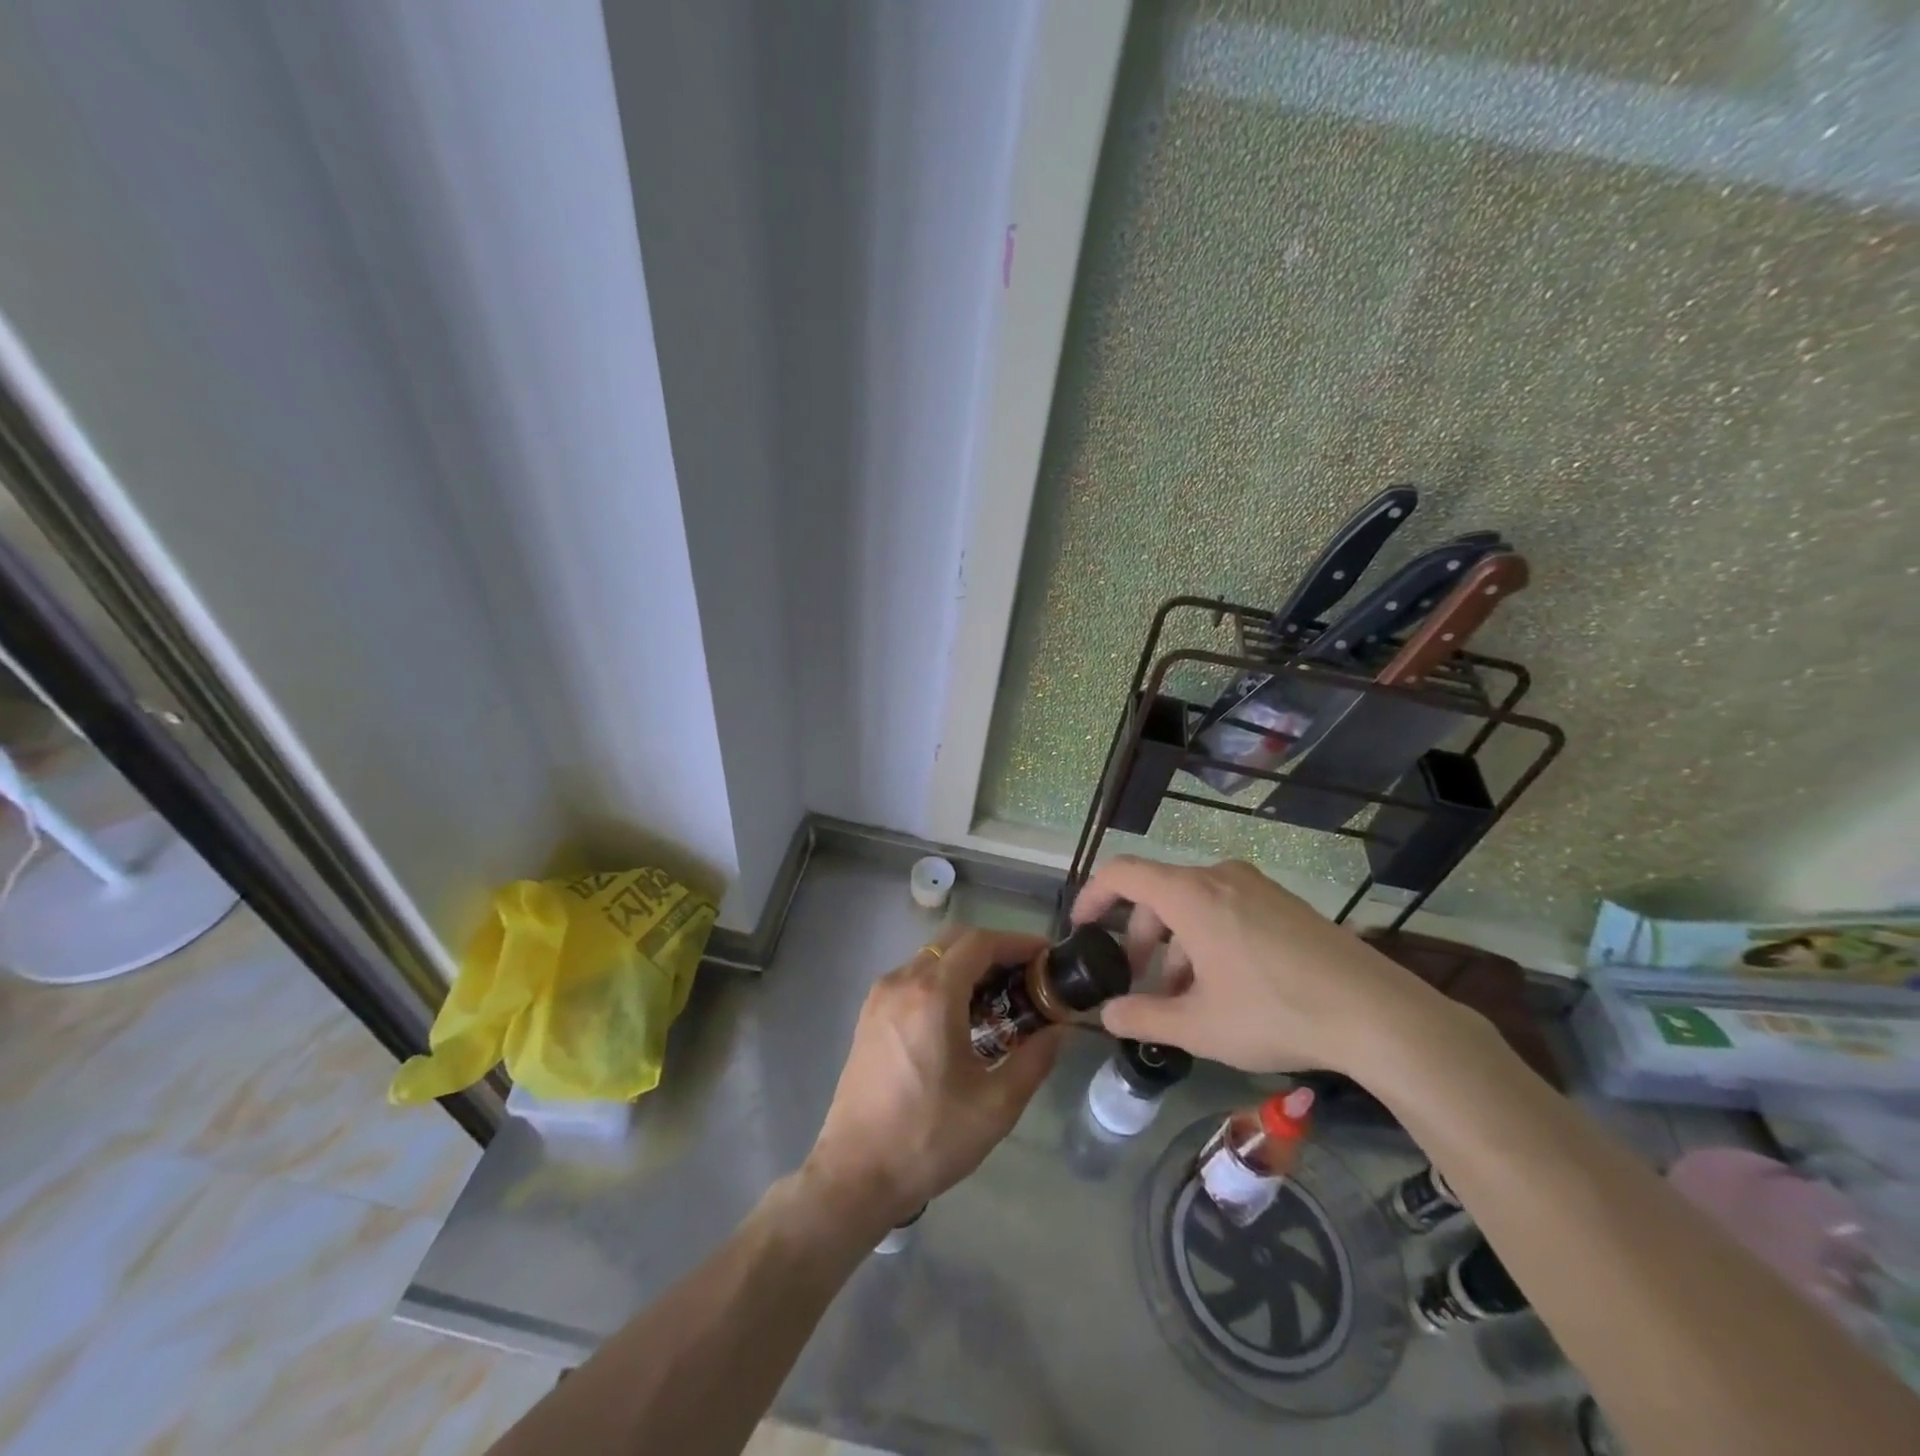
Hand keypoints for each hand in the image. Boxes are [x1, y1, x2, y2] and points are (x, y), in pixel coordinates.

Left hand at [804, 928, 1060, 1230]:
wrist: (855, 1175)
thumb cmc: (929, 1138)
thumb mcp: (996, 1105)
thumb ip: (1035, 1059)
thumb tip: (1059, 1030)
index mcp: (933, 994)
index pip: (980, 943)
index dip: (1017, 942)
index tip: (1046, 956)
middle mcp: (902, 982)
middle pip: (954, 942)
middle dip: (994, 951)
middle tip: (1027, 977)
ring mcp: (880, 997)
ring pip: (931, 958)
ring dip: (967, 966)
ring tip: (999, 998)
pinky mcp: (869, 1016)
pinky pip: (913, 978)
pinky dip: (943, 981)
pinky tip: (961, 1017)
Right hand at [1070, 856, 1455, 1076]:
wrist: (1376, 1014)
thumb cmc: (1274, 1012)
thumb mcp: (1198, 1026)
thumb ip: (1143, 1017)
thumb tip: (1106, 1015)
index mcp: (1191, 895)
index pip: (1123, 874)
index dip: (1093, 897)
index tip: (1081, 928)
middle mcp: (1220, 876)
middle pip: (1158, 894)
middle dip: (1139, 938)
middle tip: (1138, 985)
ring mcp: (1256, 887)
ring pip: (1193, 905)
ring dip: (1176, 946)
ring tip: (1185, 999)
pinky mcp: (1284, 903)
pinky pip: (1226, 909)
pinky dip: (1207, 940)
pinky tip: (1224, 988)